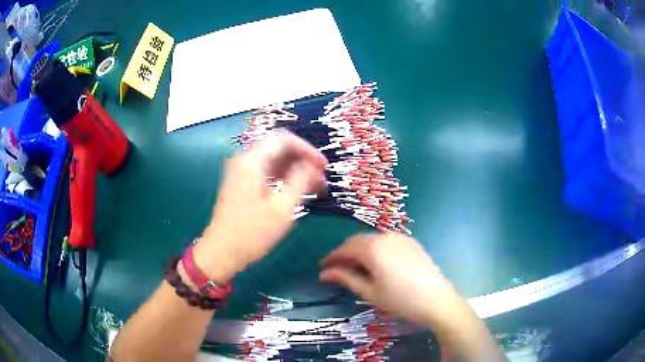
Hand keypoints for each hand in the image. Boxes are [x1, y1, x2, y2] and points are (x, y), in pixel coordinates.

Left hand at [195, 132, 327, 282]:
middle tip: (321, 178)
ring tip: (315, 187)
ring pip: (273, 162)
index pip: (284, 140)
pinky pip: (266, 173)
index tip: (324, 166)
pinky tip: (298, 192)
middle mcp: (245, 161)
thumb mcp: (282, 208)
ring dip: (295, 170)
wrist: (221, 252)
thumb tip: (312, 166)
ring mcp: (241, 173)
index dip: (307, 149)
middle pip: (278, 149)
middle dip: (303, 160)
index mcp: (252, 161)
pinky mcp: (241, 185)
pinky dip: (284, 179)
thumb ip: (300, 181)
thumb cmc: (252, 232)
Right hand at [320, 232, 463, 325]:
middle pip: (357, 241)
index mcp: (372, 248)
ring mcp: (401, 237)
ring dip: (360, 251)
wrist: (437, 300)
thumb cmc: (400, 300)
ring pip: (372, 240)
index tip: (322, 267)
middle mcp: (385, 236)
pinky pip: (387, 241)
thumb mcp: (369, 292)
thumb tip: (324, 273)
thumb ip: (345, 278)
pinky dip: (376, 249)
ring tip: (357, 269)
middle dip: (345, 253)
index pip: (344, 249)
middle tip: (338, 270)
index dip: (331, 258)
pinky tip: (378, 264)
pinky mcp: (411, 242)